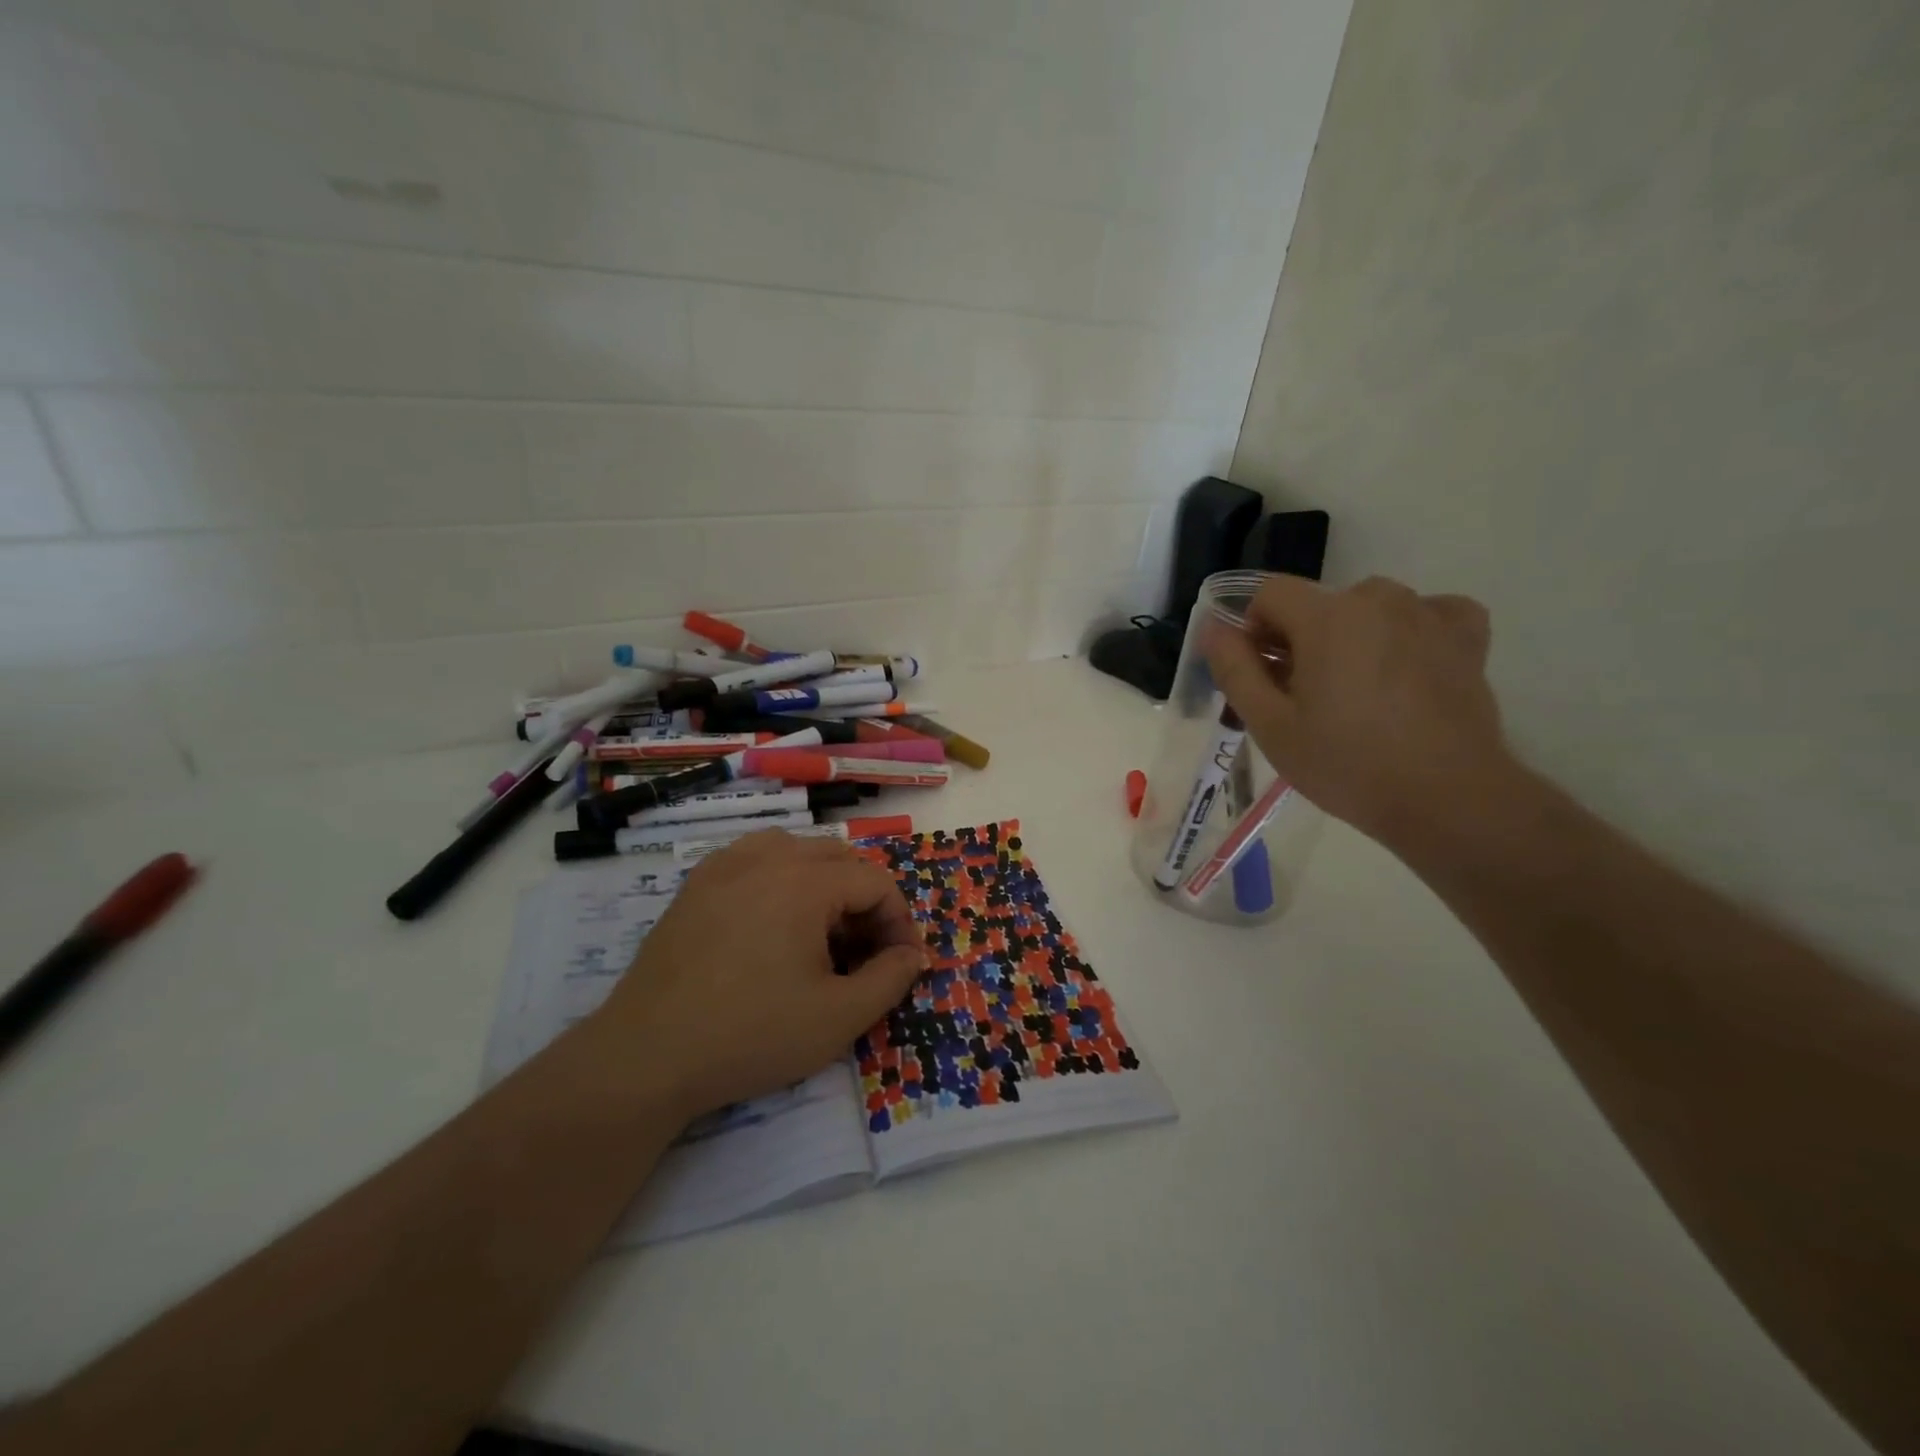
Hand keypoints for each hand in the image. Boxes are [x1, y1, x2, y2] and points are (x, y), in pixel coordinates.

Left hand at [590, 831, 928, 1119]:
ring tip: (820, 932)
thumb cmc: (751, 1035)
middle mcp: (766, 857)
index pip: (875, 880)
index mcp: (804, 881)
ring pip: (795, 850)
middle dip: (864, 901)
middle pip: (839, 859)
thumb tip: (913, 955)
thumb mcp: (838, 1017)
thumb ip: (890, 979)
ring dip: (823, 882)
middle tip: (864, 952)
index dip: (899, 920)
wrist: (646, 1057)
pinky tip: (772, 921)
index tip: (900, 963)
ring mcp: (724, 866)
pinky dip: (779, 877)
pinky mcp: (695, 885)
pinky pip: (753, 858)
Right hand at [1203, 575, 1511, 846]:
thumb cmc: (1346, 764)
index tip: (1261, 676)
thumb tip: (1213, 627)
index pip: (1269, 593)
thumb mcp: (1270, 725)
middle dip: (1299, 639)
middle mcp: (1378, 599)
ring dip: (1350, 636)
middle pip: (1317, 603)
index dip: (1252, 630)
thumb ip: (1234, 669)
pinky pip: (1426, 613)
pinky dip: (1408, 632)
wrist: (1447, 798)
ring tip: (1356, 691)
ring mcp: (1428, 614)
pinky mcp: (1465, 637)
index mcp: (1327, 617)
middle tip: (1303, 697)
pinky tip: (1405, 666)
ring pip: (1368, 608)